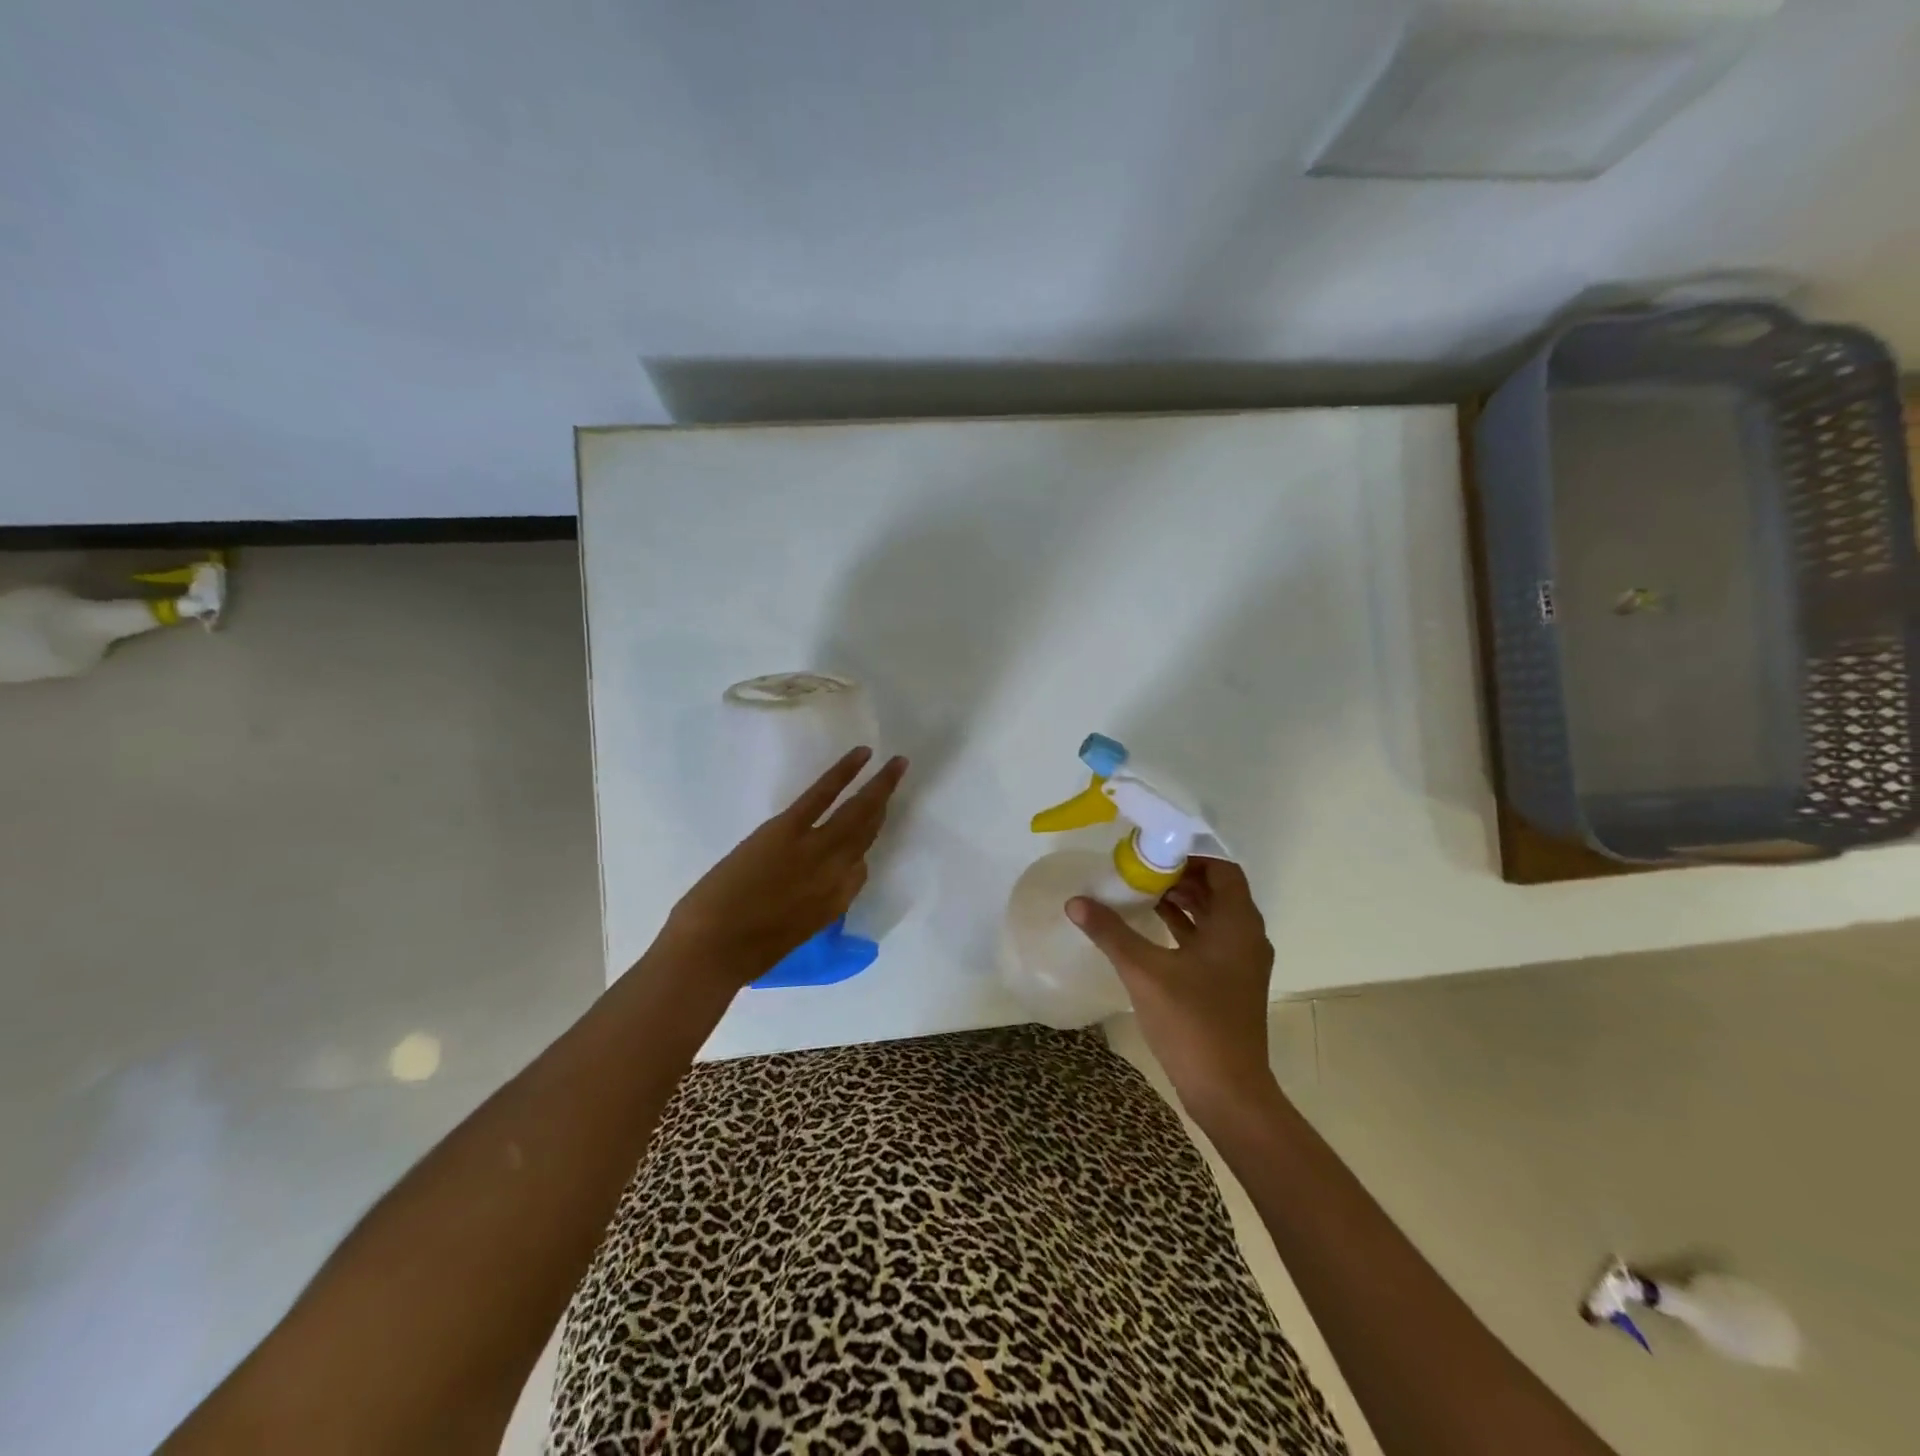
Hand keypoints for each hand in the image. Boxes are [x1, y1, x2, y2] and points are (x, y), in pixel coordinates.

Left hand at [654, 747, 908, 991]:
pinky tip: (862, 755)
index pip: (859, 871)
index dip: (859, 853)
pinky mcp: (789, 829)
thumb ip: (809, 907)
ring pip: (858, 812)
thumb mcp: (790, 936)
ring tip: (896, 764)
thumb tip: (810, 883)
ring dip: (880, 785)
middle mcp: (837, 873)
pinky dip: (845, 771)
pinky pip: (824, 794)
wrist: (712, 950)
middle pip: (868, 833)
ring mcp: (816, 848)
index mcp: (835, 905)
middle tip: (899, 778)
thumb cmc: (743, 955)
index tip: (856, 840)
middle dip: (885, 804)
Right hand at [1067, 858, 1276, 1121]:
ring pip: (1214, 918)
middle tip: (1141, 872)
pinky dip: (1185, 929)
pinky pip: (1211, 941)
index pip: (1223, 871)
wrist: (1228, 1090)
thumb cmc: (1192, 1021)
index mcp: (1237, 925)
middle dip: (1181, 877)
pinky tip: (1152, 930)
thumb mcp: (1144, 971)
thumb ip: (1110, 932)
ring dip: (1183, 903)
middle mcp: (1247, 938)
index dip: (1190, 857)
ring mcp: (1242, 964)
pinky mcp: (1231, 984)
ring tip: (1141, 894)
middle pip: (1218, 892)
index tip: (1154, 856)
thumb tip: (1075, 902)